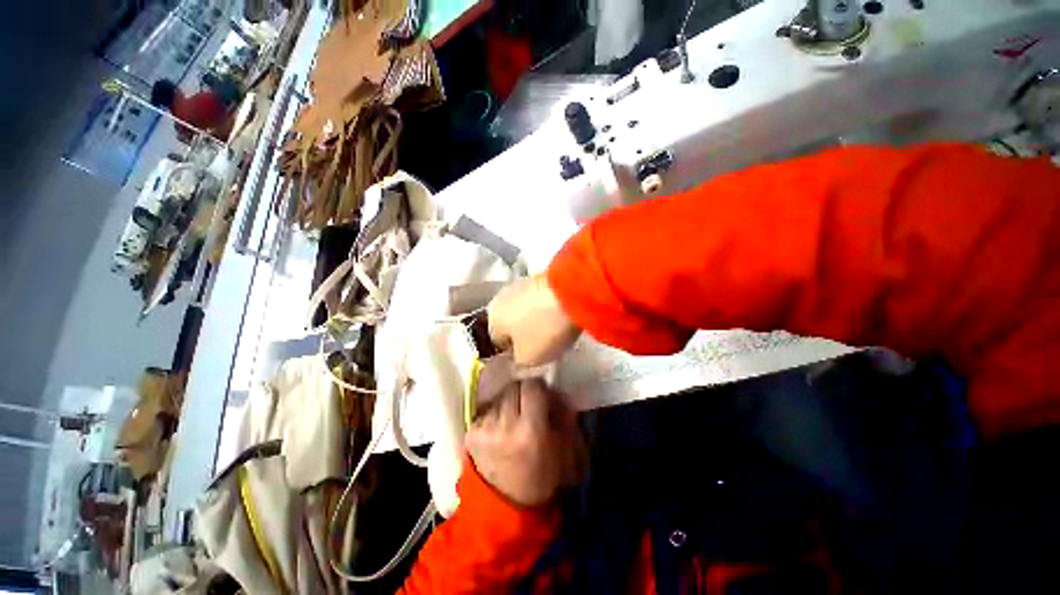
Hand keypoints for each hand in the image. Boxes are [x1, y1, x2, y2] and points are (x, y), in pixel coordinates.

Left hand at [465, 379, 585, 507]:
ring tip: (513, 419)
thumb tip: (555, 391)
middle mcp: (505, 424)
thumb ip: (563, 415)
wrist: (507, 505)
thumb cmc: (542, 477)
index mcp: (531, 429)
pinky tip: (500, 428)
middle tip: (528, 406)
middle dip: (523, 393)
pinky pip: (486, 409)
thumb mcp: (565, 448)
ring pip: (499, 396)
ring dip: (508, 402)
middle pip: (513, 387)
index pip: (532, 386)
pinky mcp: (470, 433)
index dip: (538, 388)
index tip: (541, 398)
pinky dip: (495, 413)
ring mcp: (485, 428)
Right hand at [487, 274, 581, 365]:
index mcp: (491, 317)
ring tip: (554, 331)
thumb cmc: (543, 329)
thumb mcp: (528, 358)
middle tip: (542, 347)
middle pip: (510, 325)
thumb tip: (516, 360)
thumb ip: (517, 364)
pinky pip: (538, 301)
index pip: (496, 344)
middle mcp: (500, 298)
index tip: (530, 361)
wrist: (572, 291)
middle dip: (524, 336)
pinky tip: (559, 317)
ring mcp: (520, 285)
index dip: (513, 356)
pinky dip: (546, 310)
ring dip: (535, 322)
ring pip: (524, 312)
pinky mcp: (540, 277)